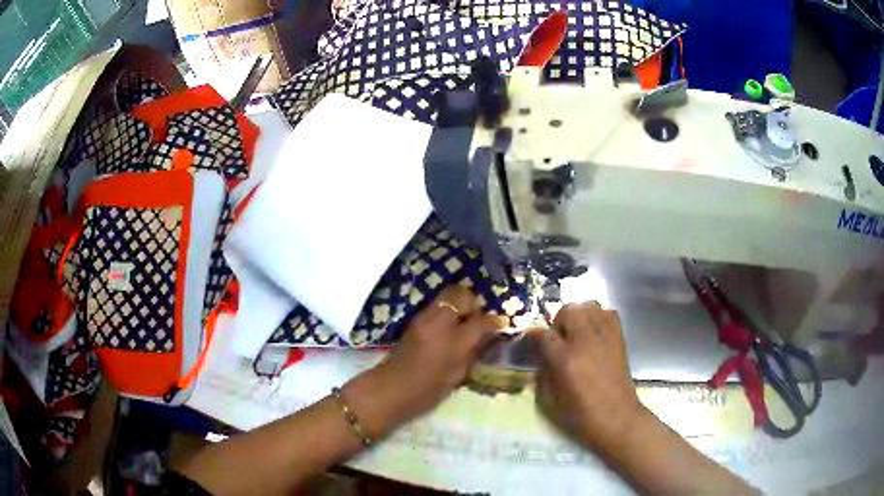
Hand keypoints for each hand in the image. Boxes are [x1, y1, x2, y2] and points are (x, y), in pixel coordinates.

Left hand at [344, 285, 504, 436]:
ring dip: (458, 304)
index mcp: (453, 342)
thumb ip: (472, 351)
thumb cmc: (427, 391)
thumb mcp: (457, 375)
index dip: (494, 321)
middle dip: (473, 303)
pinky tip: (448, 326)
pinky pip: (435, 305)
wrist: (390, 390)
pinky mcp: (413, 320)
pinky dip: (446, 310)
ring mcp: (423, 318)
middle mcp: (438, 323)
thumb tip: (486, 336)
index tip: (500, 324)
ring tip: (462, 322)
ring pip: (447, 295)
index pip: (481, 321)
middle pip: (461, 294)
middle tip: (476, 319)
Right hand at [536, 302, 643, 451]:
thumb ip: (543, 373)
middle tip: (559, 338)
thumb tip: (541, 355)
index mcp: (565, 360)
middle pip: (569, 309)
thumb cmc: (581, 415)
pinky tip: (594, 333)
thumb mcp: (550, 401)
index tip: (532, 341)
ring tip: (577, 333)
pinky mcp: (619, 338)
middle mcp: (585, 342)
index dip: (535, 335)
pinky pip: (608, 313)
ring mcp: (605, 337)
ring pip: (589, 305)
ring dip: (579, 315)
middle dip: (559, 320)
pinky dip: (598, 317)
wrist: (618, 418)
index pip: (543, 333)